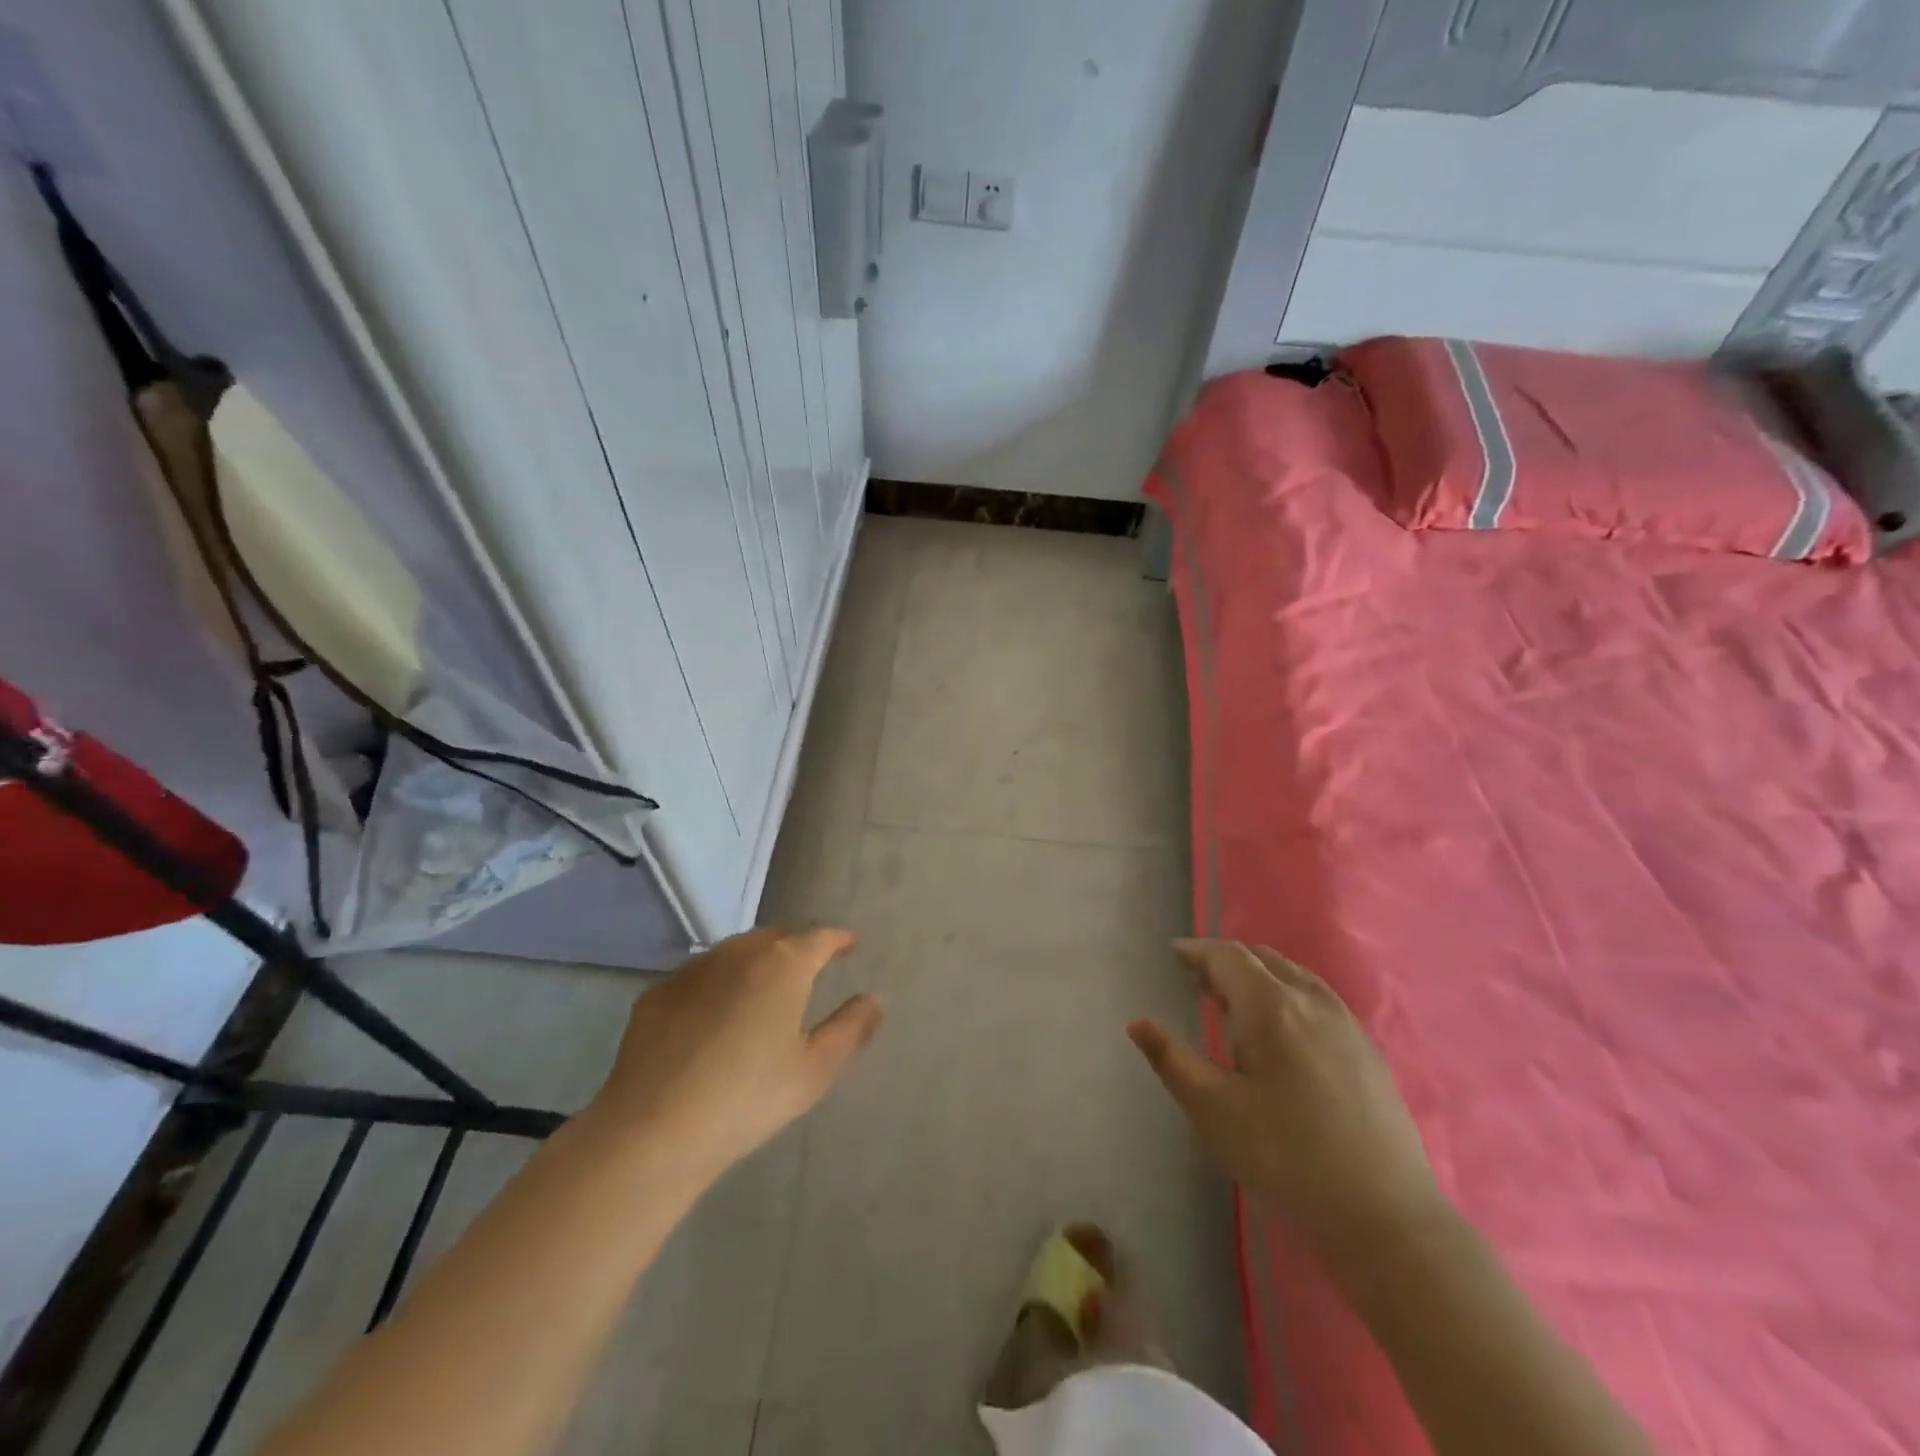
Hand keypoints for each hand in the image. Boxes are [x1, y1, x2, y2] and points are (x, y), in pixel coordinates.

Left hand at [583, 927, 882, 1190]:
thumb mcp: (814, 1071)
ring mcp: (693, 969)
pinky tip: (716, 1014)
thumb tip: (873, 999)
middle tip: (811, 967)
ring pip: (736, 951)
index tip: (849, 945)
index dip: (838, 939)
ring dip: (757, 960)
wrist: (652, 1131)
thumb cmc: (747, 1099)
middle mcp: (738, 953)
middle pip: (776, 937)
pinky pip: (701, 975)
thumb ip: (850, 1029)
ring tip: (766, 986)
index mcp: (782, 964)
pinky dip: (719, 982)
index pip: (819, 937)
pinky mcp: (658, 992)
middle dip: (797, 946)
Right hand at [1129, 939, 1443, 1264]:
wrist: (1386, 1218)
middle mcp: (1312, 1001)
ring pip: (1295, 976)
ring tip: (1235, 1000)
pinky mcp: (1368, 1052)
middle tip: (1198, 979)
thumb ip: (1171, 1060)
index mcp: (1271, 1006)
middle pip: (1263, 959)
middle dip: (1226, 961)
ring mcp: (1347, 1025)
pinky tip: (1284, 1030)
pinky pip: (1318, 999)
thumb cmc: (1286, 1157)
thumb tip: (1137, 1023)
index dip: (1198, 951)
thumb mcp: (1212, 1110)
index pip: (1228, 957)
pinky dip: (1288, 993)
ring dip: (1259, 975)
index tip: (1174, 953)